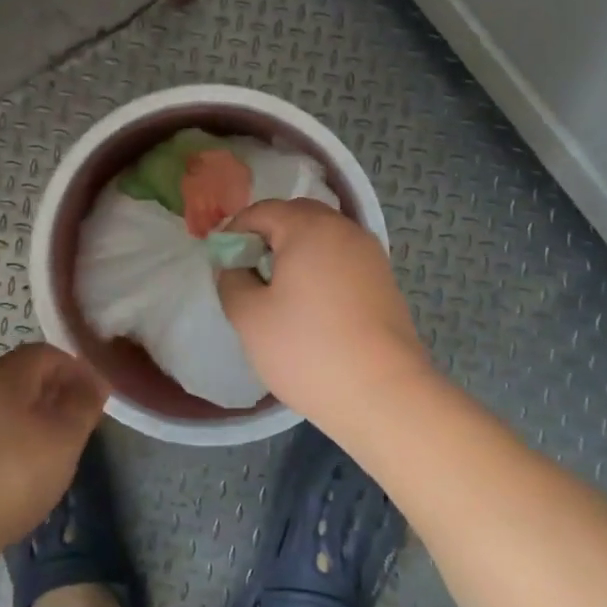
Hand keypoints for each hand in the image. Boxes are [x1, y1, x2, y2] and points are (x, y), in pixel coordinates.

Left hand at [0, 343, 107, 562]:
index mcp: (4, 374)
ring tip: (52, 451)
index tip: (95, 398)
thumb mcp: (63, 439)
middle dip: (54, 394)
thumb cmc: (10, 475)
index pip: (46, 353)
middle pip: (22, 376)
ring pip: (4, 405)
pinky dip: (9, 440)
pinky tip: (19, 473)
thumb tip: (95, 381)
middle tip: (77, 425)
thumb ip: (83, 405)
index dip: (76, 369)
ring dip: (32, 419)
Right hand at [217, 199, 434, 432]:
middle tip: (249, 272)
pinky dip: (321, 268)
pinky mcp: (384, 280)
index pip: (262, 211)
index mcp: (308, 227)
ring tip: (280, 290)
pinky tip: (313, 305)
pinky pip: (342, 259)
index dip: (235, 231)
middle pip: (296, 217)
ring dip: (296, 252)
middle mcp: (343, 229)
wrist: (384, 394)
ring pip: (323, 237)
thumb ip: (231, 279)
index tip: (222, 262)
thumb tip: (236, 266)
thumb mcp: (249, 316)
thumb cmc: (307, 349)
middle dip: (268, 236)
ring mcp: (370, 254)